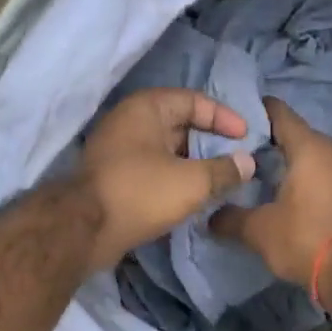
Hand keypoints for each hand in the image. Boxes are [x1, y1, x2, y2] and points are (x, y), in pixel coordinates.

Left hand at [76, 88, 255, 270]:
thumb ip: (224, 170)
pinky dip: (175, 178)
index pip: (194, 100)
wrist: (83, 230)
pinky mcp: (114, 178)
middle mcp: (129, 122)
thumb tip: (248, 163)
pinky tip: (193, 197)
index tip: (246, 137)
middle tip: (237, 160)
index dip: (224, 117)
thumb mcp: (192, 182)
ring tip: (221, 181)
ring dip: (193, 163)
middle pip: (180, 124)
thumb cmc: (140, 193)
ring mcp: (118, 150)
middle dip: (210, 142)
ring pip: (166, 150)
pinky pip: (153, 170)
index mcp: (146, 108)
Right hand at [209, 98, 331, 286]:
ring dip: (298, 166)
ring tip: (272, 182)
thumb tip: (210, 218)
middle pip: (300, 137)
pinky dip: (316, 185)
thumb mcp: (259, 231)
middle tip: (247, 157)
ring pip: (319, 160)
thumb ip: (231, 219)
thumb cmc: (306, 238)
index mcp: (308, 148)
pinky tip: (302, 204)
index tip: (236, 121)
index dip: (257, 112)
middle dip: (275, 144)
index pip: (280, 114)